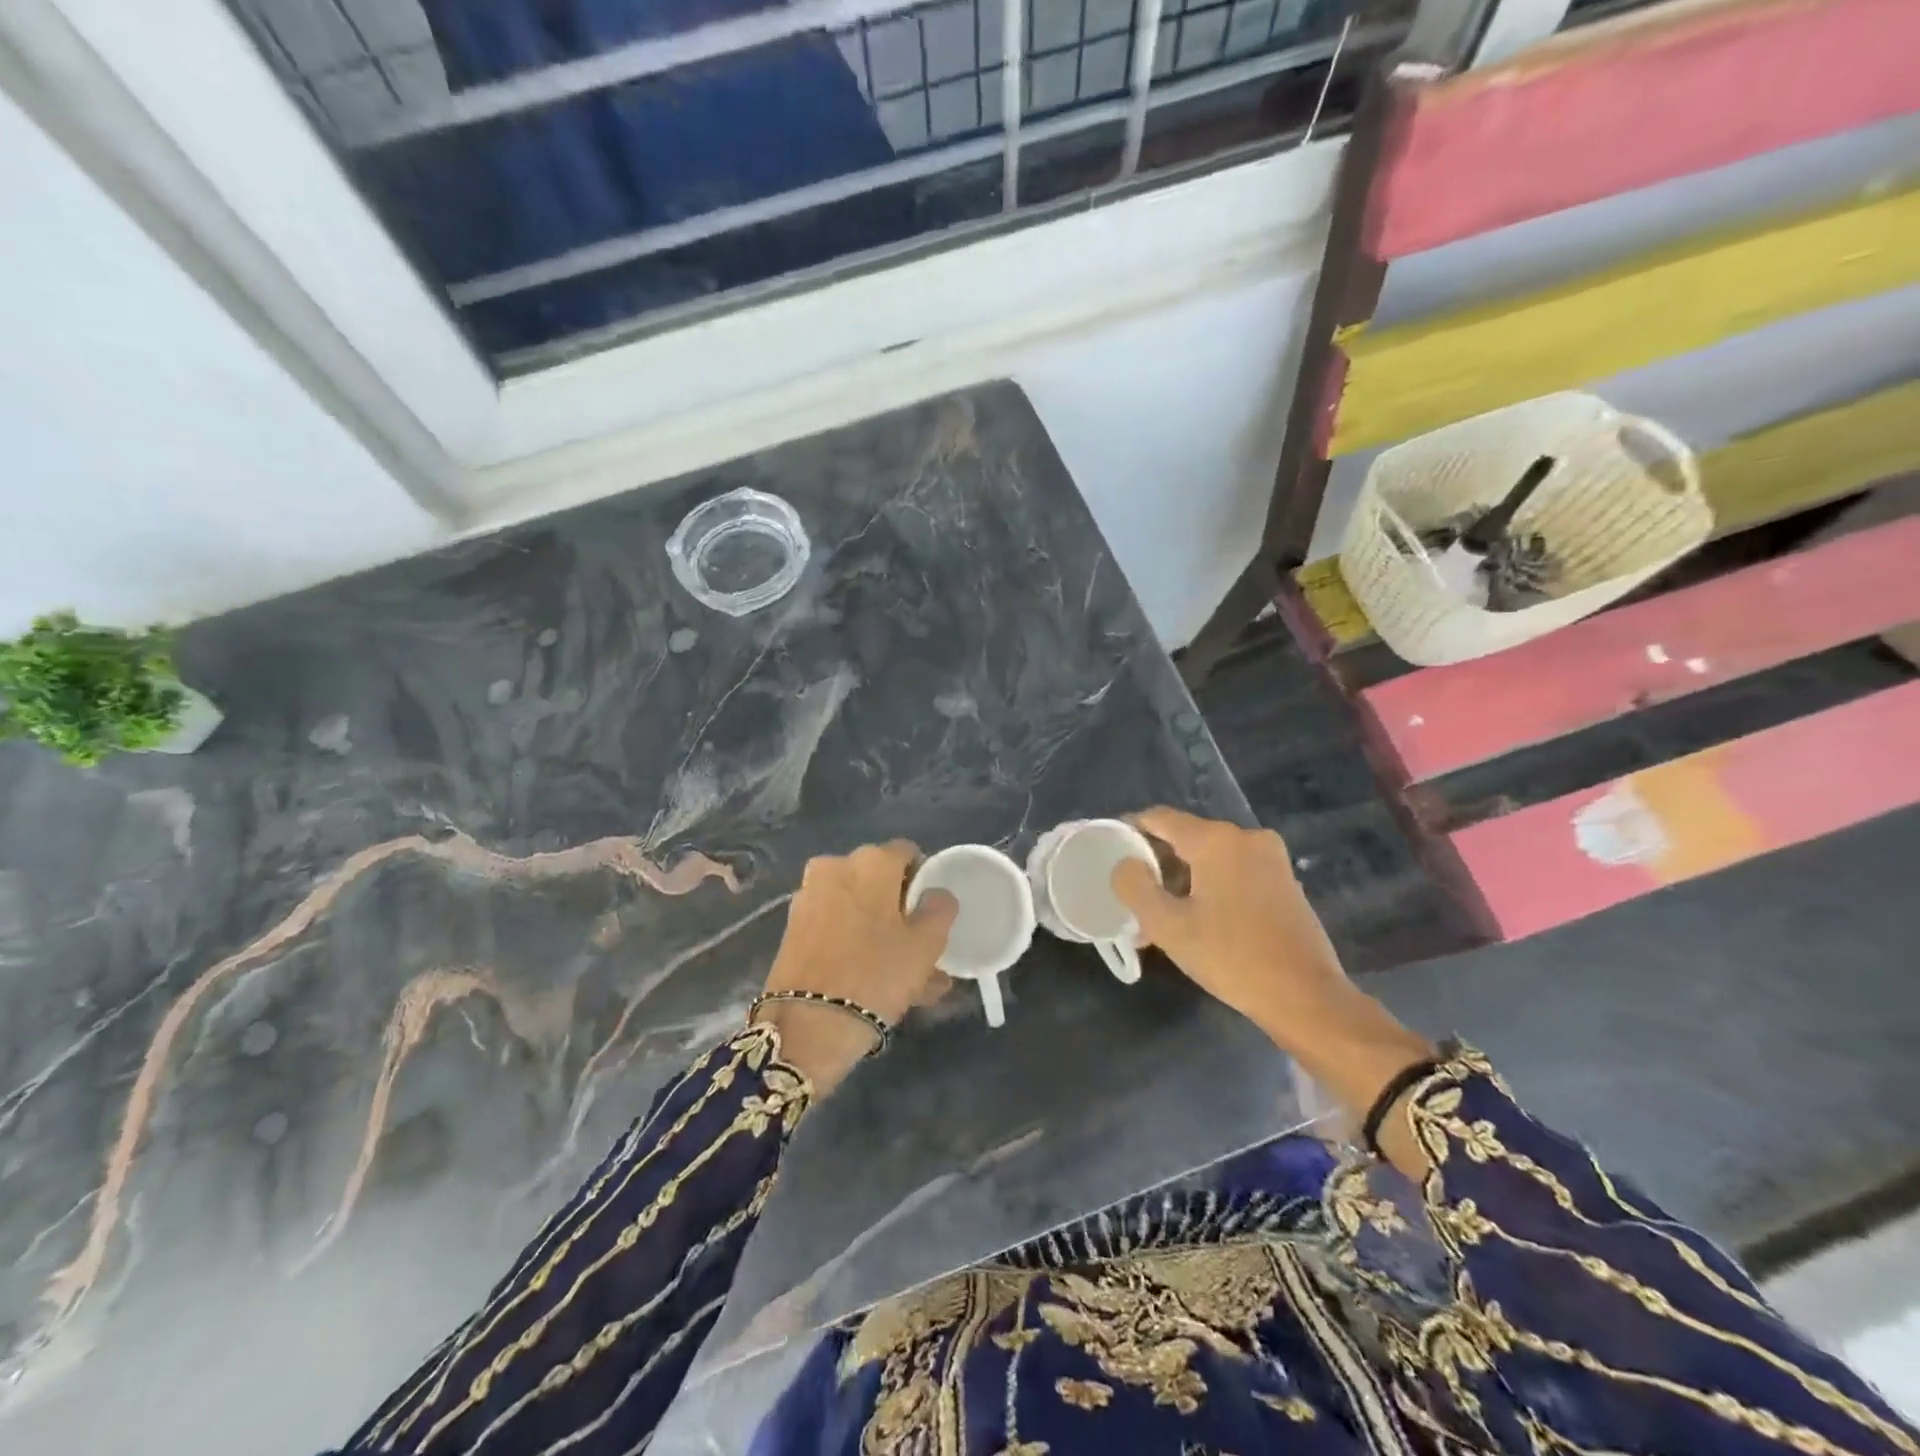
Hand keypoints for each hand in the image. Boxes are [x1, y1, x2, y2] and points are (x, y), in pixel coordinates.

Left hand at [756, 842, 956, 1094]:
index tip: (933, 913)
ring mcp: (809, 896)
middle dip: (900, 910)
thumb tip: (936, 895)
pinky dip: (856, 944)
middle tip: (920, 948)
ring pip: (859, 909)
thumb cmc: (876, 975)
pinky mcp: (793, 927)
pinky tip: (874, 980)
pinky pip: (837, 927)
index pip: (909, 854)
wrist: (807, 1026)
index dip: (925, 880)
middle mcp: (835, 867)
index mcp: (871, 861)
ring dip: (881, 933)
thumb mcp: (926, 945)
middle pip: (880, 882)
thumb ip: (940, 909)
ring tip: (903, 976)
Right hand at [1111, 807, 1349, 1044]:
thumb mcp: (1168, 926)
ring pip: (1210, 859)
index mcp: (1216, 840)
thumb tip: (1125, 864)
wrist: (1307, 998)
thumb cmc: (1231, 957)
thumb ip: (1136, 887)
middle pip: (1186, 838)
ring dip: (1182, 882)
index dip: (1130, 829)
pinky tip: (1197, 922)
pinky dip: (1210, 888)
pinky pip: (1234, 873)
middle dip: (1156, 865)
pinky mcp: (1284, 882)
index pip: (1160, 818)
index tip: (1109, 849)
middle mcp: (1246, 838)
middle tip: (1133, 896)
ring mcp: (1271, 859)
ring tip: (1159, 918)